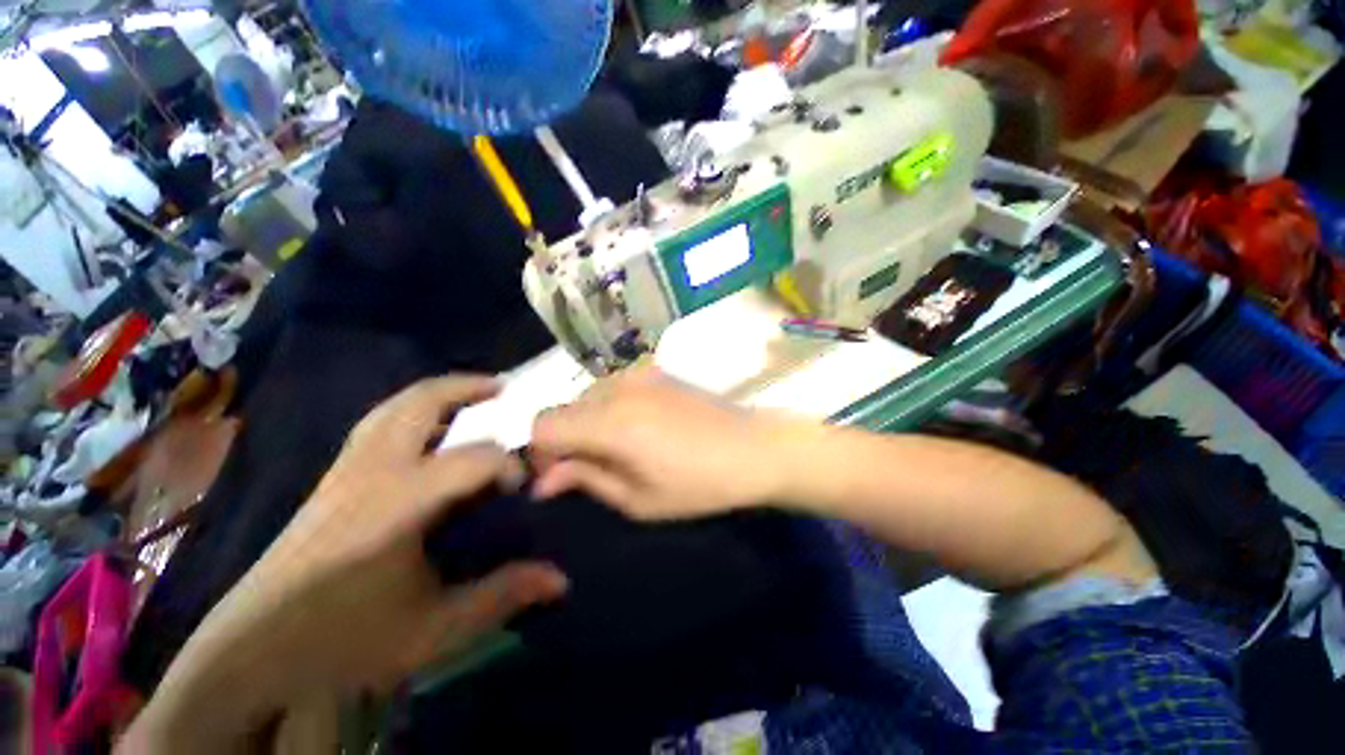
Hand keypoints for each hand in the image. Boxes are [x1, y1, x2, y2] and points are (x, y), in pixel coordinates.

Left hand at [133, 377, 568, 748]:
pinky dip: (412, 411)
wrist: (253, 650)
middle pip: (419, 404)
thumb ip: (499, 595)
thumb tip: (561, 578)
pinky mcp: (331, 480)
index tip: (529, 485)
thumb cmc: (343, 642)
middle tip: (503, 387)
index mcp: (396, 503)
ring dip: (437, 393)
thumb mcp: (431, 629)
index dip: (509, 464)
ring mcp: (344, 471)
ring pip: (393, 408)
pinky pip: (379, 425)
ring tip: (472, 395)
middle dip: (465, 387)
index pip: (471, 460)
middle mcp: (370, 473)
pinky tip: (429, 428)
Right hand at [530, 366, 793, 520]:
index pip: (542, 424)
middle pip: (562, 408)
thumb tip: (543, 480)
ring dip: (586, 422)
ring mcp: (638, 373)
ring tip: (617, 448)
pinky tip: (637, 427)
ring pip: (585, 395)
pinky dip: (607, 408)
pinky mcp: (655, 370)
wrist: (755, 447)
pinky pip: (611, 387)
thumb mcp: (638, 499)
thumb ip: (585, 480)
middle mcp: (617, 387)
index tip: (559, 477)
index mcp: (610, 422)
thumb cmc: (700, 484)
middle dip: (563, 439)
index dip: (540, 454)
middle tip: (589, 468)